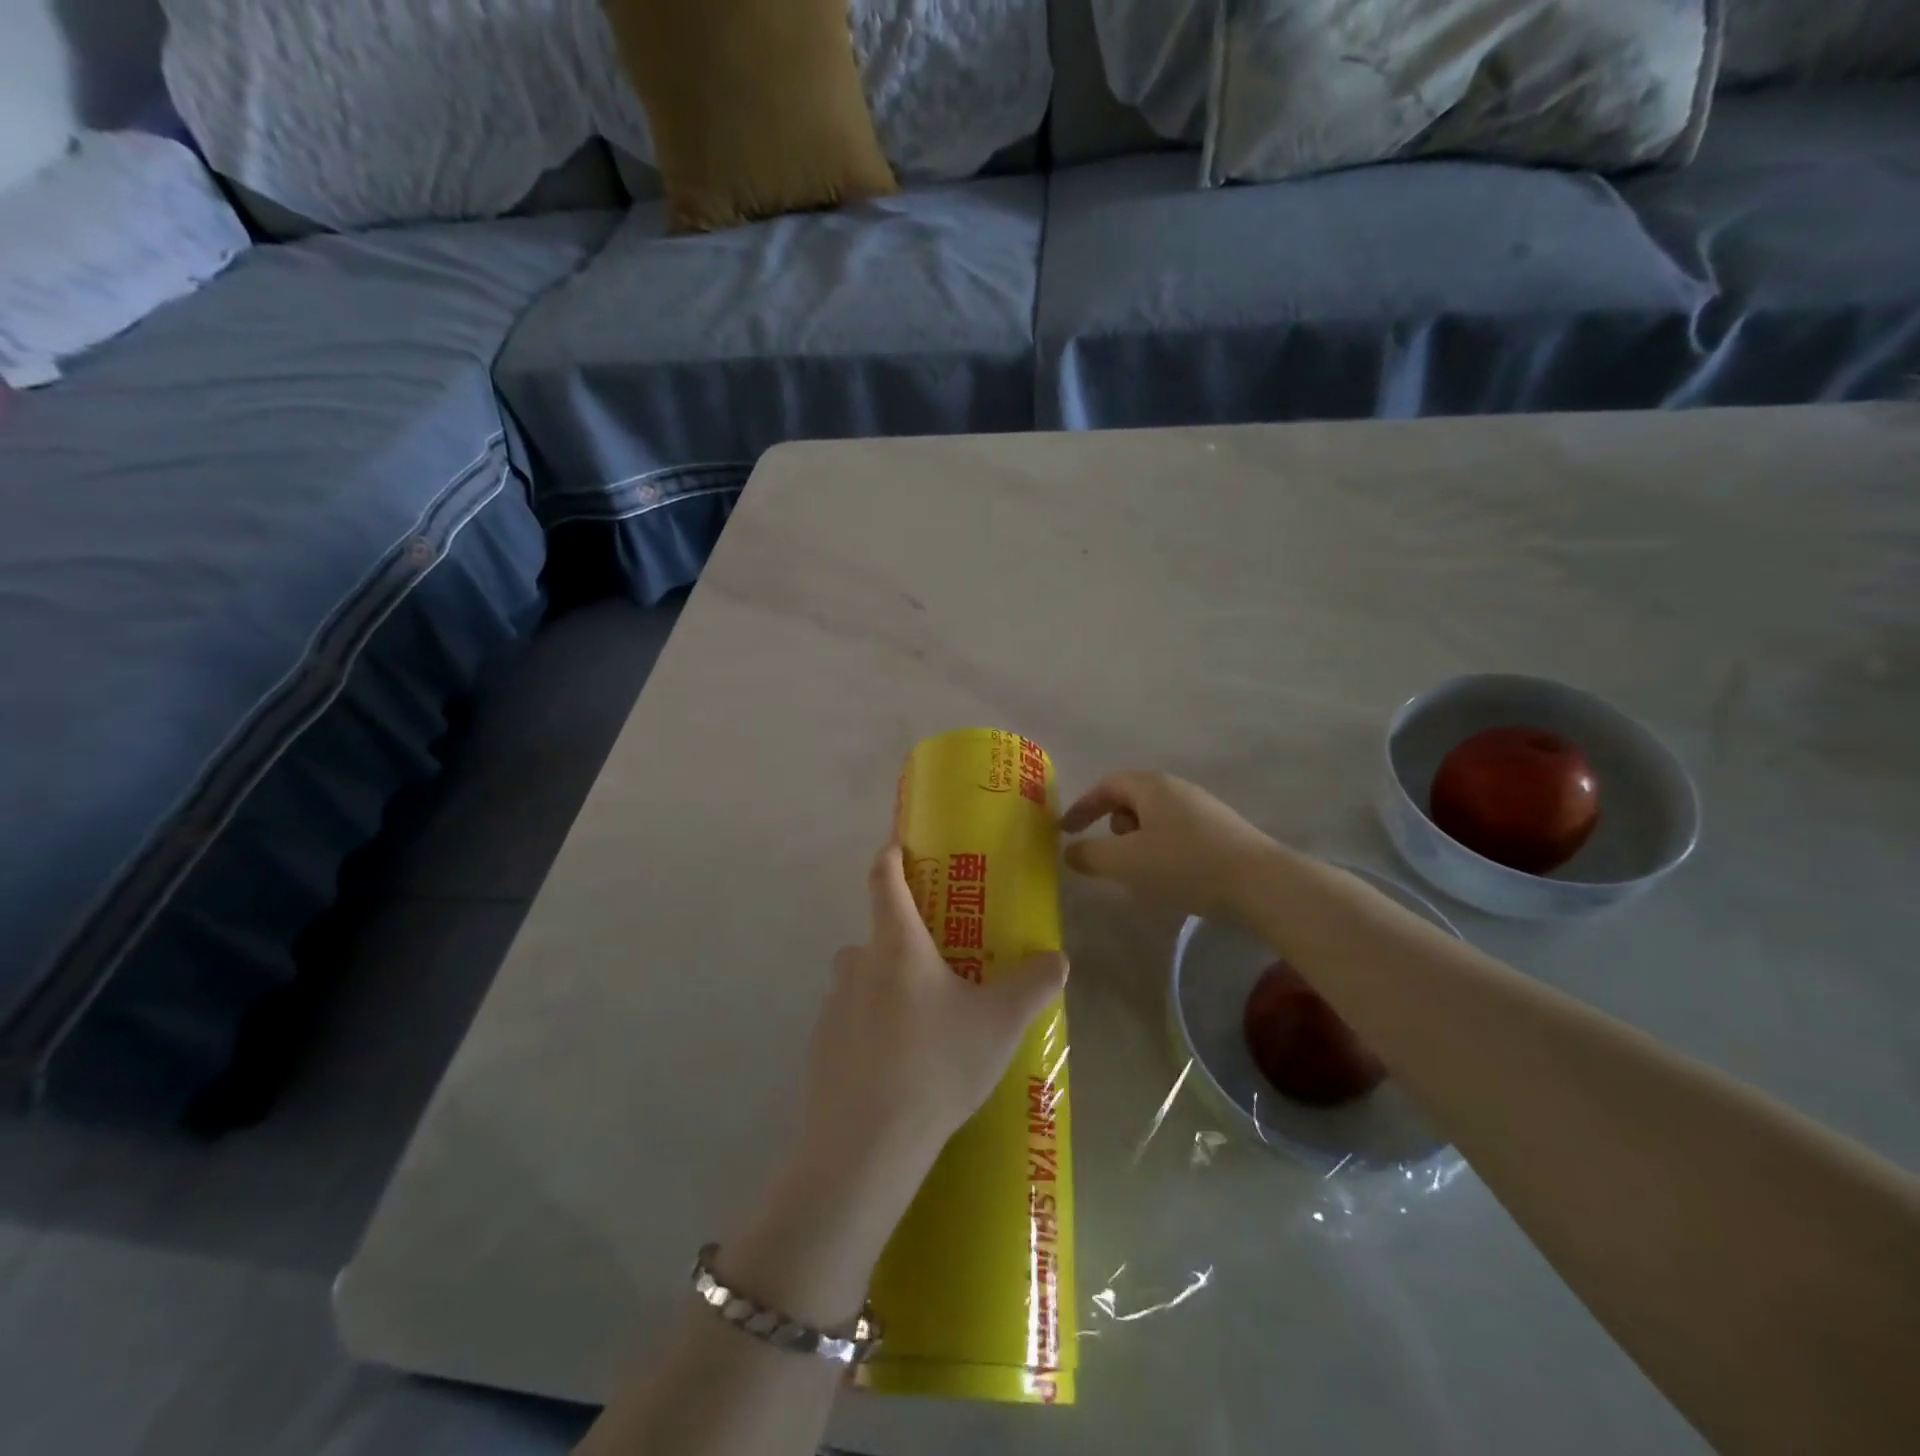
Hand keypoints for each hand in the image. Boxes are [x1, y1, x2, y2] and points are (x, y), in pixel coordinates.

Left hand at [797, 845, 1069, 1191]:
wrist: (865, 1146)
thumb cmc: (936, 1065)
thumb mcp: (999, 1023)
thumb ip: (1033, 985)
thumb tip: (1059, 958)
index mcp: (897, 946)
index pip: (885, 880)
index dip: (890, 856)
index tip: (897, 844)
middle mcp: (859, 965)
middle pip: (876, 935)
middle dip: (904, 940)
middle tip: (939, 962)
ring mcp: (833, 1007)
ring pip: (862, 980)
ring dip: (887, 986)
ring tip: (924, 1022)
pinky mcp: (822, 1047)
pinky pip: (851, 1021)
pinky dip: (872, 1027)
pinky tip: (899, 1065)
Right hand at [1061, 770, 1277, 916]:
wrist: (1260, 882)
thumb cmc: (1184, 864)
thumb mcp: (1127, 862)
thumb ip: (1091, 855)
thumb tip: (1070, 851)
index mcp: (1151, 786)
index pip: (1106, 785)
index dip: (1082, 806)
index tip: (1065, 830)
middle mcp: (1177, 788)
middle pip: (1132, 797)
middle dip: (1112, 822)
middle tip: (1108, 851)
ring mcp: (1203, 807)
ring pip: (1156, 816)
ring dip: (1137, 838)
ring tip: (1139, 868)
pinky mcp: (1222, 829)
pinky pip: (1177, 830)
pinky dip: (1160, 847)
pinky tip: (1170, 875)